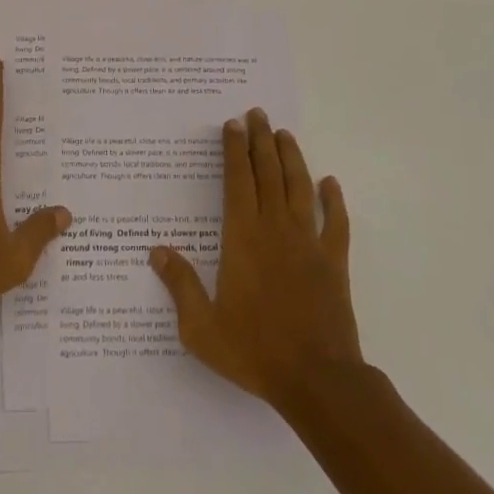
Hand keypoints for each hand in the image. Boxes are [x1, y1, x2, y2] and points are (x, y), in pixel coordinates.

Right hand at [151, 108, 360, 412]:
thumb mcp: (202, 327)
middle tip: (257, 114)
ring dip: (292, 158)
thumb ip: (180, 285)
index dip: (234, 150)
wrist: (317, 380)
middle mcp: (276, 229)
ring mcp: (309, 243)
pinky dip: (334, 200)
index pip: (237, 181)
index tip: (232, 125)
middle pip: (268, 174)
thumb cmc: (254, 351)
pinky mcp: (334, 262)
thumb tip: (157, 251)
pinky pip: (337, 223)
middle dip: (261, 140)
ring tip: (285, 134)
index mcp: (243, 238)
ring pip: (300, 188)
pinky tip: (331, 183)